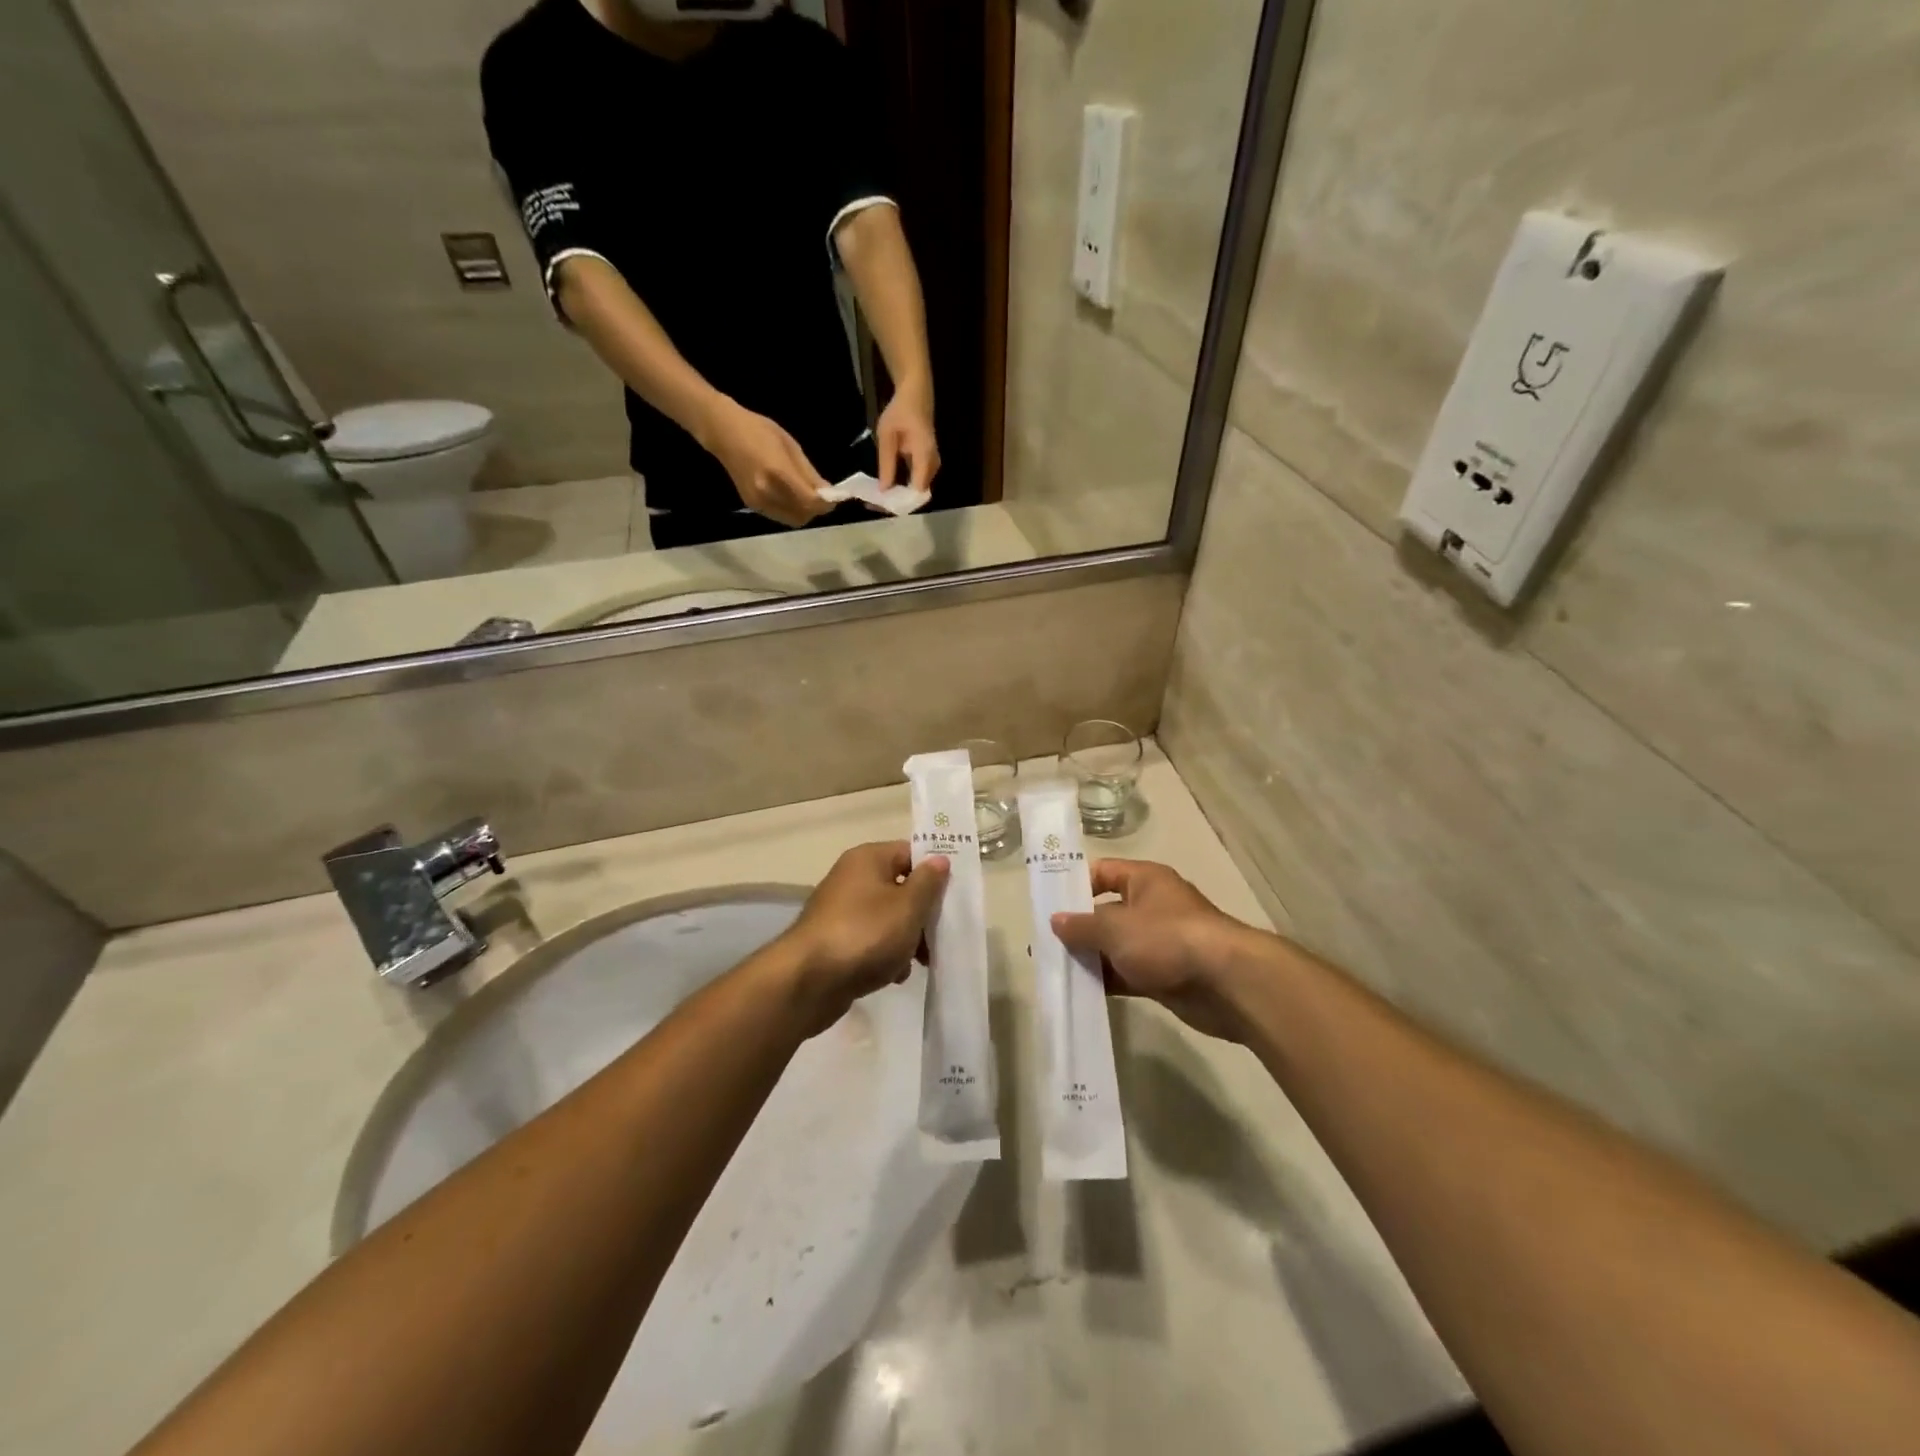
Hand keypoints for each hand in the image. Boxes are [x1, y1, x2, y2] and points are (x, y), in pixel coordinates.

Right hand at [700, 397, 833, 527]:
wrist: (723, 432)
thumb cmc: (759, 431)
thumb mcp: (791, 446)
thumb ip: (810, 474)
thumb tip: (829, 493)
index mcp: (778, 474)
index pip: (810, 501)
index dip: (826, 503)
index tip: (836, 497)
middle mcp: (767, 493)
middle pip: (803, 516)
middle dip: (817, 510)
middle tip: (823, 497)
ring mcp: (758, 502)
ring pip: (792, 520)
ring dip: (805, 512)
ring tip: (808, 496)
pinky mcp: (752, 506)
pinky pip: (780, 516)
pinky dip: (792, 510)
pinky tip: (793, 497)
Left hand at [777, 842, 948, 1035]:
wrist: (808, 982)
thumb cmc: (865, 934)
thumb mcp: (908, 907)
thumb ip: (928, 882)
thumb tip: (939, 859)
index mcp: (868, 859)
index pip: (910, 853)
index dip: (934, 872)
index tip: (953, 897)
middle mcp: (852, 878)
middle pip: (900, 887)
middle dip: (922, 913)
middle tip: (938, 936)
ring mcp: (842, 911)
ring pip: (888, 918)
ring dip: (906, 939)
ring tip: (917, 962)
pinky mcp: (836, 941)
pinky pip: (871, 940)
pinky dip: (885, 955)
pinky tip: (893, 976)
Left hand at [876, 383, 939, 498]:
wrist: (916, 396)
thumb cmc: (900, 412)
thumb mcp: (887, 436)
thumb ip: (887, 464)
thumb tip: (884, 490)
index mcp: (924, 456)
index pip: (917, 490)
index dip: (901, 501)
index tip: (882, 506)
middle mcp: (933, 464)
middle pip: (918, 494)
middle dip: (898, 502)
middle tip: (875, 505)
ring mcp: (933, 465)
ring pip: (918, 491)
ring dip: (900, 496)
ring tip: (878, 499)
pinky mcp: (929, 465)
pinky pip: (918, 483)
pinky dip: (904, 488)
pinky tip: (888, 488)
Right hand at [1051, 860, 1258, 1042]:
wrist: (1226, 983)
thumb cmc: (1166, 938)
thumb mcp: (1115, 927)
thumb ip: (1082, 925)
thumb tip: (1056, 921)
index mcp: (1144, 880)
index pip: (1102, 872)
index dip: (1075, 885)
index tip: (1048, 904)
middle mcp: (1152, 906)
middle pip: (1107, 911)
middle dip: (1078, 928)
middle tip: (1045, 944)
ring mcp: (1160, 942)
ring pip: (1116, 946)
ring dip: (1091, 957)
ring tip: (1057, 970)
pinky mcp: (1166, 974)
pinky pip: (1128, 973)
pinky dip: (1109, 980)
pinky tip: (1083, 991)